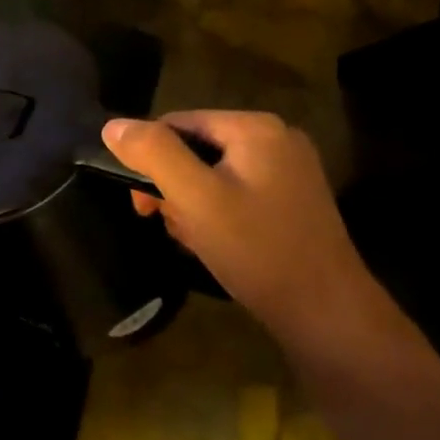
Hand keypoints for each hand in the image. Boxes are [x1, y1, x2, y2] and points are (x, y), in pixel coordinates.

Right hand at [101, 111, 385, 347]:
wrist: (327, 316)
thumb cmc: (256, 250)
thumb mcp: (195, 197)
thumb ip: (153, 153)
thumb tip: (113, 126)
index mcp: (255, 128)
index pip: (177, 124)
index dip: (150, 159)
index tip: (142, 204)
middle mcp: (276, 139)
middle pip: (195, 148)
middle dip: (171, 185)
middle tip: (160, 222)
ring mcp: (289, 171)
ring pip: (212, 173)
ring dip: (190, 203)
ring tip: (190, 239)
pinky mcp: (293, 201)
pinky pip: (235, 192)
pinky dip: (215, 214)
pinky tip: (212, 243)